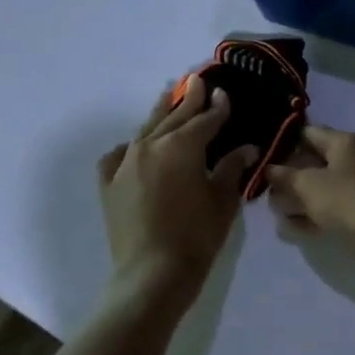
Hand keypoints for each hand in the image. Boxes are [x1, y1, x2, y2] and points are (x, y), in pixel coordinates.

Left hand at [97, 76, 257, 306]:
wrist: (151, 274)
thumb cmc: (196, 237)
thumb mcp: (222, 201)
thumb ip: (231, 169)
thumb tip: (246, 148)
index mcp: (181, 147)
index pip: (205, 120)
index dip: (217, 107)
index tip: (224, 93)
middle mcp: (150, 146)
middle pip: (173, 117)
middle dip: (188, 99)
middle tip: (196, 80)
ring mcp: (125, 163)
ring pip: (145, 130)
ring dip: (160, 113)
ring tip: (168, 96)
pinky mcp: (109, 184)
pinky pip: (118, 156)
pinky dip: (130, 148)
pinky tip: (135, 148)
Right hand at [265, 124, 354, 267]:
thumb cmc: (348, 200)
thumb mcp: (309, 185)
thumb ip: (285, 176)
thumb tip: (270, 168)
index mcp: (346, 142)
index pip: (309, 133)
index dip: (283, 144)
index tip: (261, 158)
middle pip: (314, 163)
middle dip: (289, 176)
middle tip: (264, 190)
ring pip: (322, 188)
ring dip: (298, 199)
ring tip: (274, 211)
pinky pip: (331, 209)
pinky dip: (313, 215)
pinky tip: (291, 227)